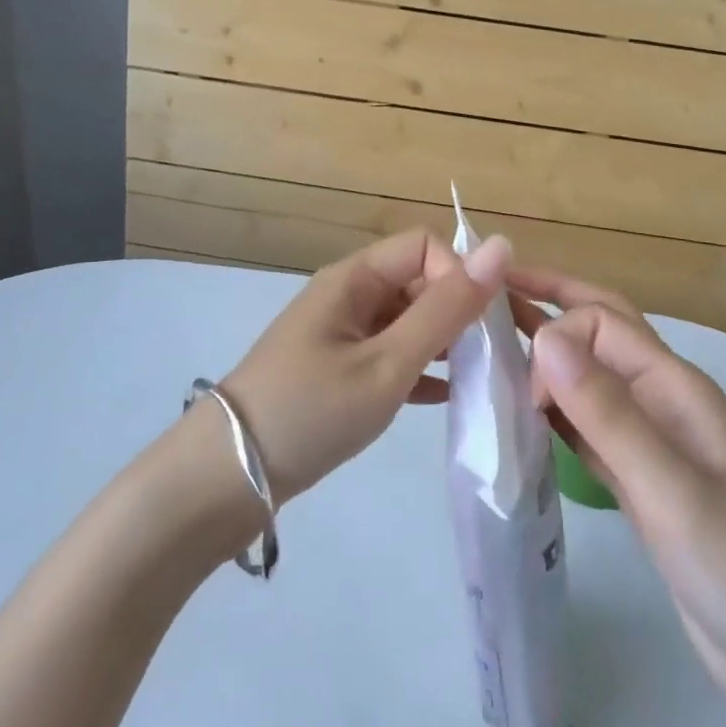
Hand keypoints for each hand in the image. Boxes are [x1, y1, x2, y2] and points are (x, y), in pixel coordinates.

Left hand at [220, 229, 511, 502]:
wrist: (224, 482)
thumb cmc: (309, 412)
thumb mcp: (387, 363)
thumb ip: (446, 309)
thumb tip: (501, 244)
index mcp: (356, 278)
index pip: (425, 247)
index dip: (458, 275)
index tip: (478, 326)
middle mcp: (350, 294)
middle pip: (420, 281)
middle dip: (460, 311)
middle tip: (496, 358)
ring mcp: (343, 333)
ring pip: (409, 320)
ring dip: (445, 343)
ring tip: (481, 380)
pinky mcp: (340, 369)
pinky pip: (393, 353)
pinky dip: (421, 369)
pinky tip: (448, 398)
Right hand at [512, 269, 725, 725]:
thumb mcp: (673, 489)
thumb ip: (608, 413)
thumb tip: (546, 335)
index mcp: (673, 384)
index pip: (601, 322)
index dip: (557, 338)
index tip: (528, 392)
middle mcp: (658, 398)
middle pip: (598, 329)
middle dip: (548, 300)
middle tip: (490, 288)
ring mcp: (649, 439)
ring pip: (587, 377)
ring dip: (546, 355)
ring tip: (492, 343)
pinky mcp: (637, 480)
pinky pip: (586, 427)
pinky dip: (553, 412)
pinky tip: (522, 415)